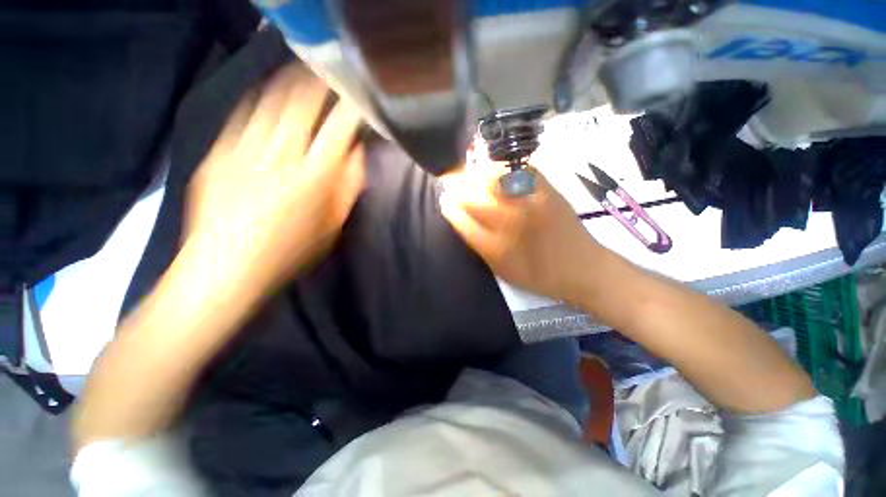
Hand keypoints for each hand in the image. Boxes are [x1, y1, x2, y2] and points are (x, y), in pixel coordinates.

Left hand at [185, 63, 363, 293]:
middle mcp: (281, 155)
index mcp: (314, 177)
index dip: (351, 108)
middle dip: (319, 84)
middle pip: (302, 104)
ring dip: (289, 84)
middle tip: (329, 73)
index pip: (340, 129)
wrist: (227, 267)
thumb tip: (356, 154)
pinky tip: (268, 95)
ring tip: (301, 74)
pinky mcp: (219, 152)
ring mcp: (245, 149)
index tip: (359, 97)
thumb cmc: (291, 251)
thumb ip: (348, 187)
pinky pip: (243, 115)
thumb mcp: (333, 225)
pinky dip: (260, 100)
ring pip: (270, 102)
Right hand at [440, 167, 601, 303]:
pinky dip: (501, 167)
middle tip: (450, 182)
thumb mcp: (502, 270)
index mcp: (497, 247)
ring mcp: (530, 202)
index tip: (444, 200)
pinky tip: (495, 170)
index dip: (450, 207)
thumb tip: (461, 217)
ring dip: (475, 173)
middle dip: (456, 186)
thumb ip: (479, 244)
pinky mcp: (547, 190)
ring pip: (492, 179)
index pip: (462, 220)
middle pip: (473, 196)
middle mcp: (511, 221)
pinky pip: (518, 170)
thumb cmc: (538, 275)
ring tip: (468, 173)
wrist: (582, 268)